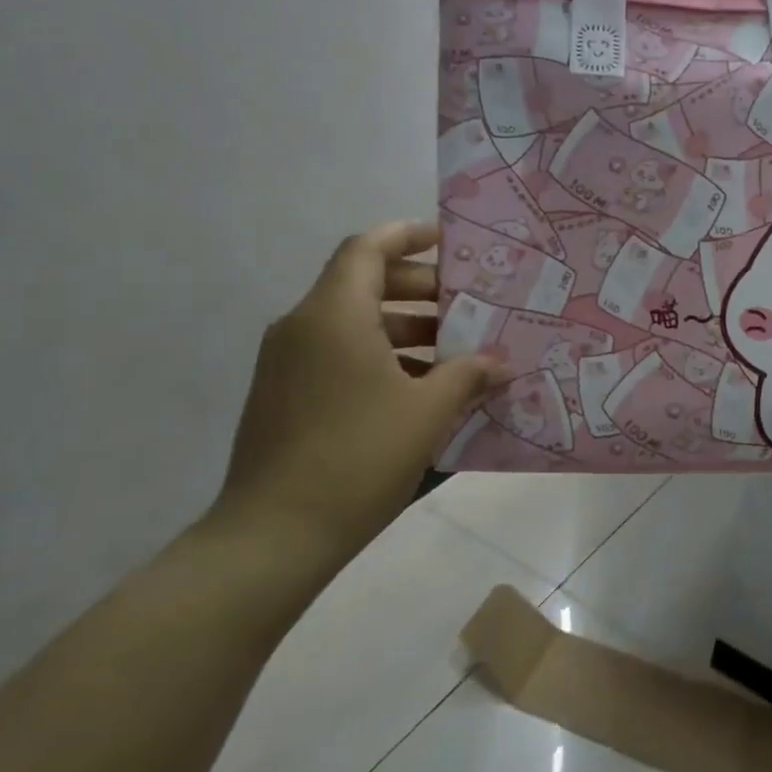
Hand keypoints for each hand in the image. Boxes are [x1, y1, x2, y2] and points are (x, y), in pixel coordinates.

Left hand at [215, 220, 498, 558]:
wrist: (274, 535)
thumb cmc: (358, 457)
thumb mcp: (426, 412)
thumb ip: (467, 375)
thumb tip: (497, 362)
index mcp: (333, 315)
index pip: (368, 248)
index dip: (408, 236)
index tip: (448, 241)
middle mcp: (303, 327)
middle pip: (363, 284)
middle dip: (418, 289)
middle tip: (466, 305)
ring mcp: (287, 364)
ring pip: (353, 324)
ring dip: (404, 330)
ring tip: (454, 353)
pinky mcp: (284, 396)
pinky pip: (338, 356)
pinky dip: (380, 358)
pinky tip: (420, 391)